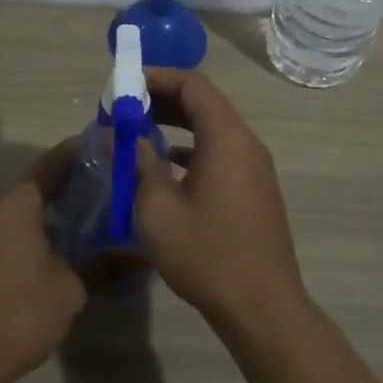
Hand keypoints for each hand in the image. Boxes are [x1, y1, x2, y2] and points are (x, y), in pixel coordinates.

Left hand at [0, 140, 87, 382]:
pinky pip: (15, 226)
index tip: (108, 144)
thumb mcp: (72, 288)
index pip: (51, 163)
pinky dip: (41, 224)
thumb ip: (106, 266)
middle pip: (38, 182)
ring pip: (26, 206)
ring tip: (96, 208)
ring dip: (56, 204)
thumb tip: (144, 257)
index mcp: (17, 206)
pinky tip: (67, 240)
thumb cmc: (22, 312)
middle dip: (73, 179)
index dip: (79, 151)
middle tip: (111, 179)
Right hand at [134, 68, 308, 330]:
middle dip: (162, 99)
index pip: (193, 84)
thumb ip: (138, 163)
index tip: (123, 85)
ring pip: (212, 127)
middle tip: (123, 108)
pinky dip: (192, 147)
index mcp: (226, 137)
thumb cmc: (206, 254)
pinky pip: (221, 151)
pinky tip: (165, 163)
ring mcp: (254, 166)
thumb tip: (121, 135)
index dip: (157, 77)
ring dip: (176, 124)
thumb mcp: (157, 209)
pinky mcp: (254, 187)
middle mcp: (246, 142)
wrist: (262, 305)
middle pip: (204, 102)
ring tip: (137, 131)